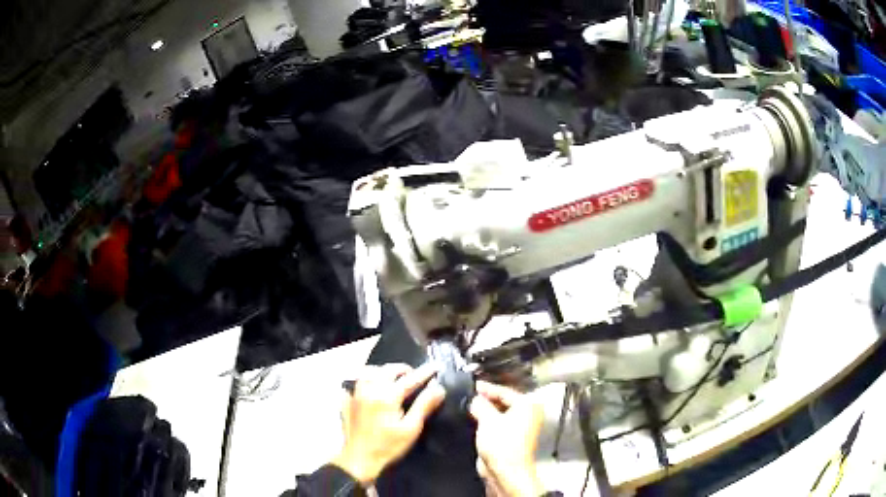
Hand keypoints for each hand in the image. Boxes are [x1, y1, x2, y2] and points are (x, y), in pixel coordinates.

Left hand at [333, 363, 444, 485]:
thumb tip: (439, 388)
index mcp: (387, 396)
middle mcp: (370, 389)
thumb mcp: (411, 429)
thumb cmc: (388, 447)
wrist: (359, 459)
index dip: (425, 372)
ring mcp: (356, 394)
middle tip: (415, 375)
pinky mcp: (348, 401)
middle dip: (403, 369)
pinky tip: (372, 388)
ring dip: (383, 371)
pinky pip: (357, 382)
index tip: (436, 366)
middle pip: (388, 369)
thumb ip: (424, 406)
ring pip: (370, 371)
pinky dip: (366, 379)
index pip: (410, 379)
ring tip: (393, 378)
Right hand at [469, 381, 544, 496]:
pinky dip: (487, 423)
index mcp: (528, 405)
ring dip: (485, 412)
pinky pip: (498, 425)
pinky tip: (475, 422)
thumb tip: (474, 399)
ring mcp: (521, 428)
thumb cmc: (504, 446)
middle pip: (503, 401)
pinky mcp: (511, 439)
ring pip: (500, 414)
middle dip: (485, 400)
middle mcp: (528, 415)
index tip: (473, 386)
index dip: (486, 388)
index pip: (504, 391)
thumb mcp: (487, 419)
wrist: (506, 471)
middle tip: (469, 397)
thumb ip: (479, 404)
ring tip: (469, 408)